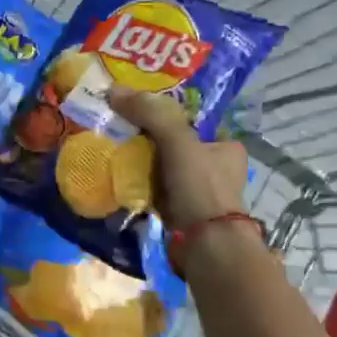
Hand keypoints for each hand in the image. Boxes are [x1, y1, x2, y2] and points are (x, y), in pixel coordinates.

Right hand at [110, 89, 248, 231]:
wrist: (206, 247)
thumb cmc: (201, 188)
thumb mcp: (178, 141)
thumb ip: (149, 113)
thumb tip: (112, 90)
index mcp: (226, 146)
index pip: (190, 120)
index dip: (162, 113)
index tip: (133, 109)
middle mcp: (216, 168)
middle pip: (172, 144)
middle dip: (146, 139)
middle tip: (116, 129)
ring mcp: (198, 193)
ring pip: (161, 168)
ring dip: (139, 163)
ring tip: (110, 151)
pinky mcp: (181, 213)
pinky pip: (154, 190)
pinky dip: (138, 185)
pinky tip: (117, 179)